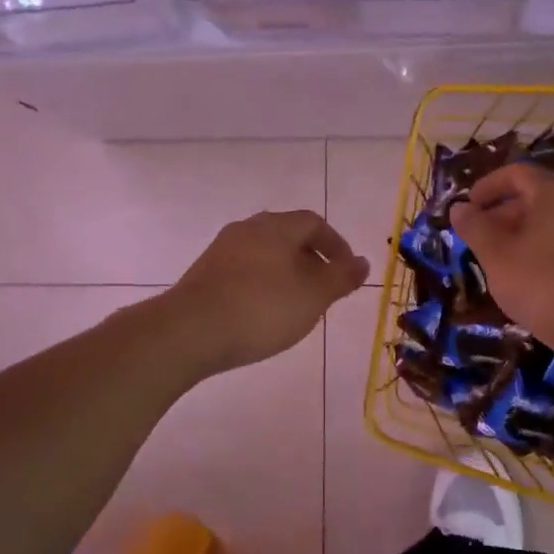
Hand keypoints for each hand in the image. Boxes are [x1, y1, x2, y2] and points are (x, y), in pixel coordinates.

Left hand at [164, 210, 369, 376]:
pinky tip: (263, 312)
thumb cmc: (262, 309)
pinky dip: (262, 284)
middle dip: (310, 258)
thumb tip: (363, 262)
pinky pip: (244, 270)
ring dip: (286, 272)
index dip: (336, 244)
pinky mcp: (204, 273)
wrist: (190, 331)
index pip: (314, 222)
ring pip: (264, 253)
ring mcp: (222, 250)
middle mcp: (247, 229)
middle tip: (324, 288)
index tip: (346, 272)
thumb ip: (341, 277)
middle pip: (287, 235)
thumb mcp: (314, 296)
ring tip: (296, 303)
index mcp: (276, 227)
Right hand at [450, 164, 553, 359]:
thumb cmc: (539, 282)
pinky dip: (539, 250)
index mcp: (553, 193)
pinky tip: (526, 278)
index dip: (487, 186)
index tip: (467, 207)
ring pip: (548, 223)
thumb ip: (474, 227)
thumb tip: (459, 208)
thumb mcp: (495, 254)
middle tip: (476, 238)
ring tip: (497, 261)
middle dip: (501, 214)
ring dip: (519, 235)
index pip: (516, 174)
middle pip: (533, 197)